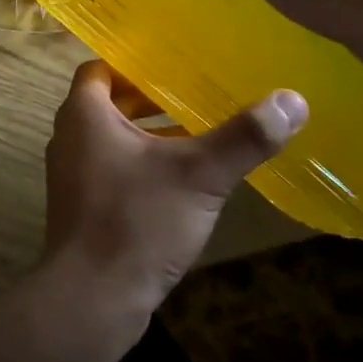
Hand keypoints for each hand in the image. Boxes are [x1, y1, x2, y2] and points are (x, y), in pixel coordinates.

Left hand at [39, 60, 305, 322]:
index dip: (134, 64)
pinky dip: (142, 164)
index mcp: (83, 113)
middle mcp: (70, 136)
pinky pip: (112, 169)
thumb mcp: (198, 175)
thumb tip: (292, 99)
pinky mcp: (82, 206)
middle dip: (150, 99)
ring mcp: (72, 174)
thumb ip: (243, 137)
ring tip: (198, 133)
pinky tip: (181, 182)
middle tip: (195, 93)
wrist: (92, 297)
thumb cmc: (137, 221)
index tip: (173, 63)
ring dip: (149, 133)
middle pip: (109, 102)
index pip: (102, 69)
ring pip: (113, 138)